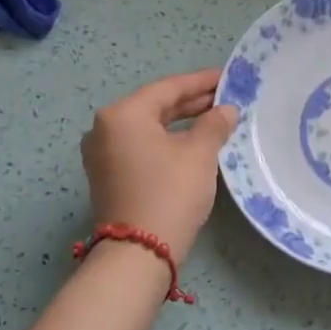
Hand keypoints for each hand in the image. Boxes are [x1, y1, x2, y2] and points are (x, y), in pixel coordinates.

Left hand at [80, 69, 238, 263]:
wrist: (139, 253)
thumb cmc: (170, 193)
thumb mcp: (199, 154)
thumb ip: (214, 125)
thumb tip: (225, 110)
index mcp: (122, 115)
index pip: (168, 88)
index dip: (201, 81)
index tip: (227, 76)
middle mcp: (105, 128)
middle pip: (156, 106)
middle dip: (192, 102)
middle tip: (226, 97)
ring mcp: (103, 154)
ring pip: (149, 128)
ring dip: (181, 123)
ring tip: (216, 119)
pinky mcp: (109, 176)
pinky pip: (142, 147)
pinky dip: (168, 141)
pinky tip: (194, 143)